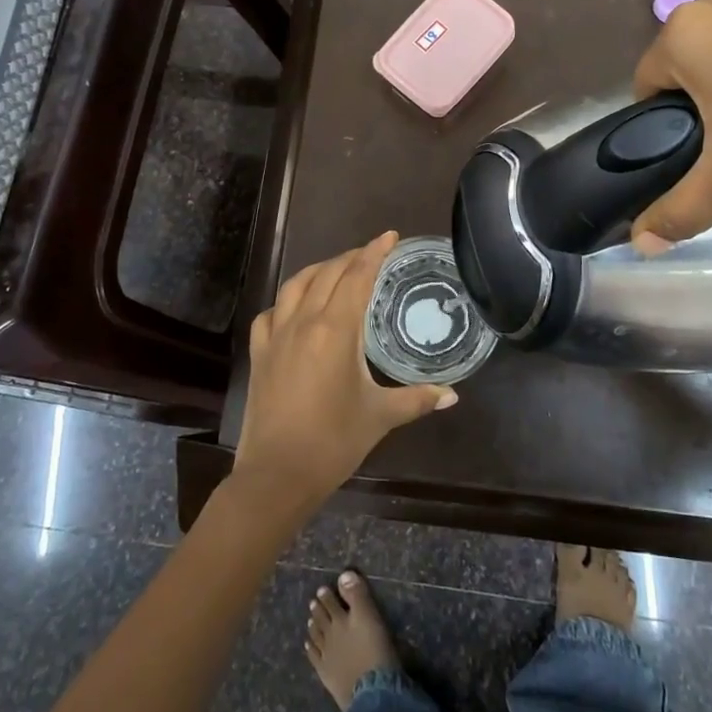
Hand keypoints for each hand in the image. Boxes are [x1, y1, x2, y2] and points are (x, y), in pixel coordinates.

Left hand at [234, 231, 458, 513]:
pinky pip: (271, 312)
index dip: (374, 252)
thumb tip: (452, 395)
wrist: (276, 475)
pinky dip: (288, 300)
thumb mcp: (380, 417)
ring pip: (295, 285)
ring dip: (319, 270)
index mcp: (335, 330)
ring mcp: (276, 336)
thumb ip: (417, 399)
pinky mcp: (259, 353)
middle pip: (327, 273)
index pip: (357, 277)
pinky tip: (296, 308)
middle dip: (351, 257)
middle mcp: (303, 322)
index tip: (389, 236)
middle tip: (372, 254)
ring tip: (337, 270)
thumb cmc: (333, 442)